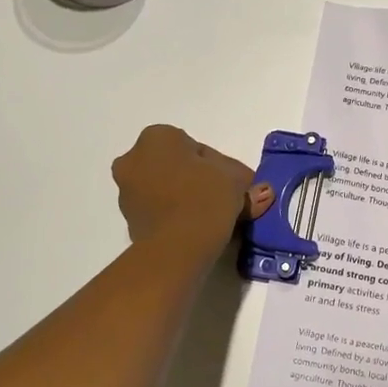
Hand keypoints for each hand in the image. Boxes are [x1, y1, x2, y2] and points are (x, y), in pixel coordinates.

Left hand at [112, 125, 273, 254]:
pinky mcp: (128, 220)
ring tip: (213, 218)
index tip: (234, 185)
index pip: (196, 148)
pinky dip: (175, 215)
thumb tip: (261, 191)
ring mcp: (126, 191)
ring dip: (186, 198)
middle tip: (225, 200)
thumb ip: (246, 181)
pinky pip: (159, 210)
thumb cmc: (204, 200)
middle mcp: (133, 159)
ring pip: (166, 188)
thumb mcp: (235, 182)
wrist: (175, 249)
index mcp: (157, 137)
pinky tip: (196, 229)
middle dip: (199, 180)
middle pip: (177, 167)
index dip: (220, 167)